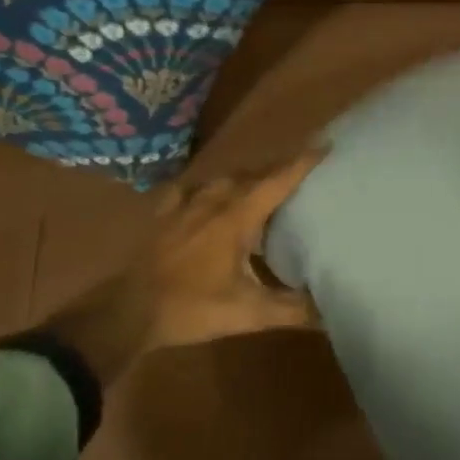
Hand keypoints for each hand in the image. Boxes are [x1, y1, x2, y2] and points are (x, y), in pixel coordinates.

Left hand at [42, 151, 325, 383]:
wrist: (128, 312)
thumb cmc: (192, 308)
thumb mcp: (248, 314)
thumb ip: (291, 310)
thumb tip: (331, 313)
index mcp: (237, 217)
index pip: (277, 181)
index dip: (303, 163)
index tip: (325, 144)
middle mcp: (213, 200)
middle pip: (253, 175)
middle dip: (278, 169)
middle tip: (301, 170)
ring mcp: (185, 204)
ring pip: (223, 179)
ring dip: (246, 178)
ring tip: (261, 184)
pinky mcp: (164, 214)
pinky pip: (190, 189)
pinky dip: (207, 187)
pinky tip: (207, 195)